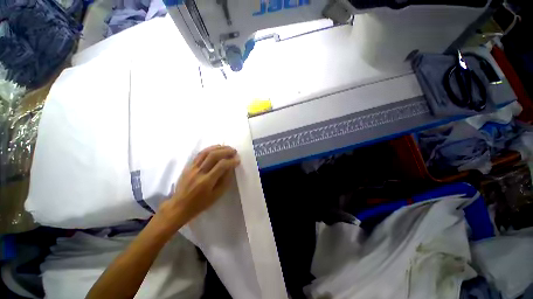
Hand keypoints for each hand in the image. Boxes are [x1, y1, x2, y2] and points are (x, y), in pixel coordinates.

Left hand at [157, 145, 239, 230]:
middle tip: (234, 151)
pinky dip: (209, 149)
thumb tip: (231, 167)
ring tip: (227, 147)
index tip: (238, 160)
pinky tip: (216, 148)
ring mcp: (192, 168)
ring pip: (206, 152)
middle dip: (226, 151)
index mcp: (206, 182)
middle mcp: (199, 172)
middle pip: (213, 155)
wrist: (179, 206)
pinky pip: (199, 154)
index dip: (231, 161)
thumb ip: (225, 180)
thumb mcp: (217, 195)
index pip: (221, 165)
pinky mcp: (188, 166)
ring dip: (218, 147)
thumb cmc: (200, 203)